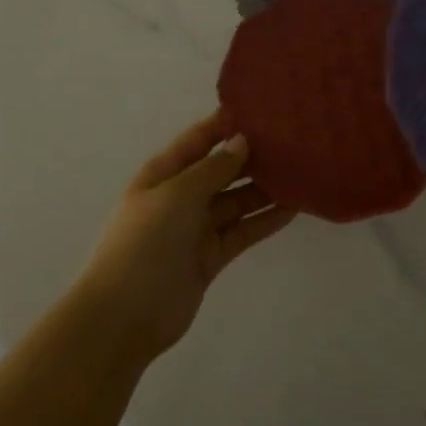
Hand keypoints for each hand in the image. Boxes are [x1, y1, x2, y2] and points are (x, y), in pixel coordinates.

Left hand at [76, 115, 297, 362]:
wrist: (123, 316)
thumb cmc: (144, 243)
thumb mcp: (177, 195)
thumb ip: (213, 168)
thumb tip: (242, 142)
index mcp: (163, 174)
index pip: (198, 139)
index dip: (226, 124)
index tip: (262, 109)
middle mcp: (181, 196)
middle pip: (222, 169)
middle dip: (253, 156)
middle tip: (294, 142)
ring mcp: (196, 228)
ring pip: (237, 201)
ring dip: (265, 189)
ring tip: (302, 172)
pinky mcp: (211, 256)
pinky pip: (243, 230)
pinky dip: (265, 220)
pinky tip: (294, 208)